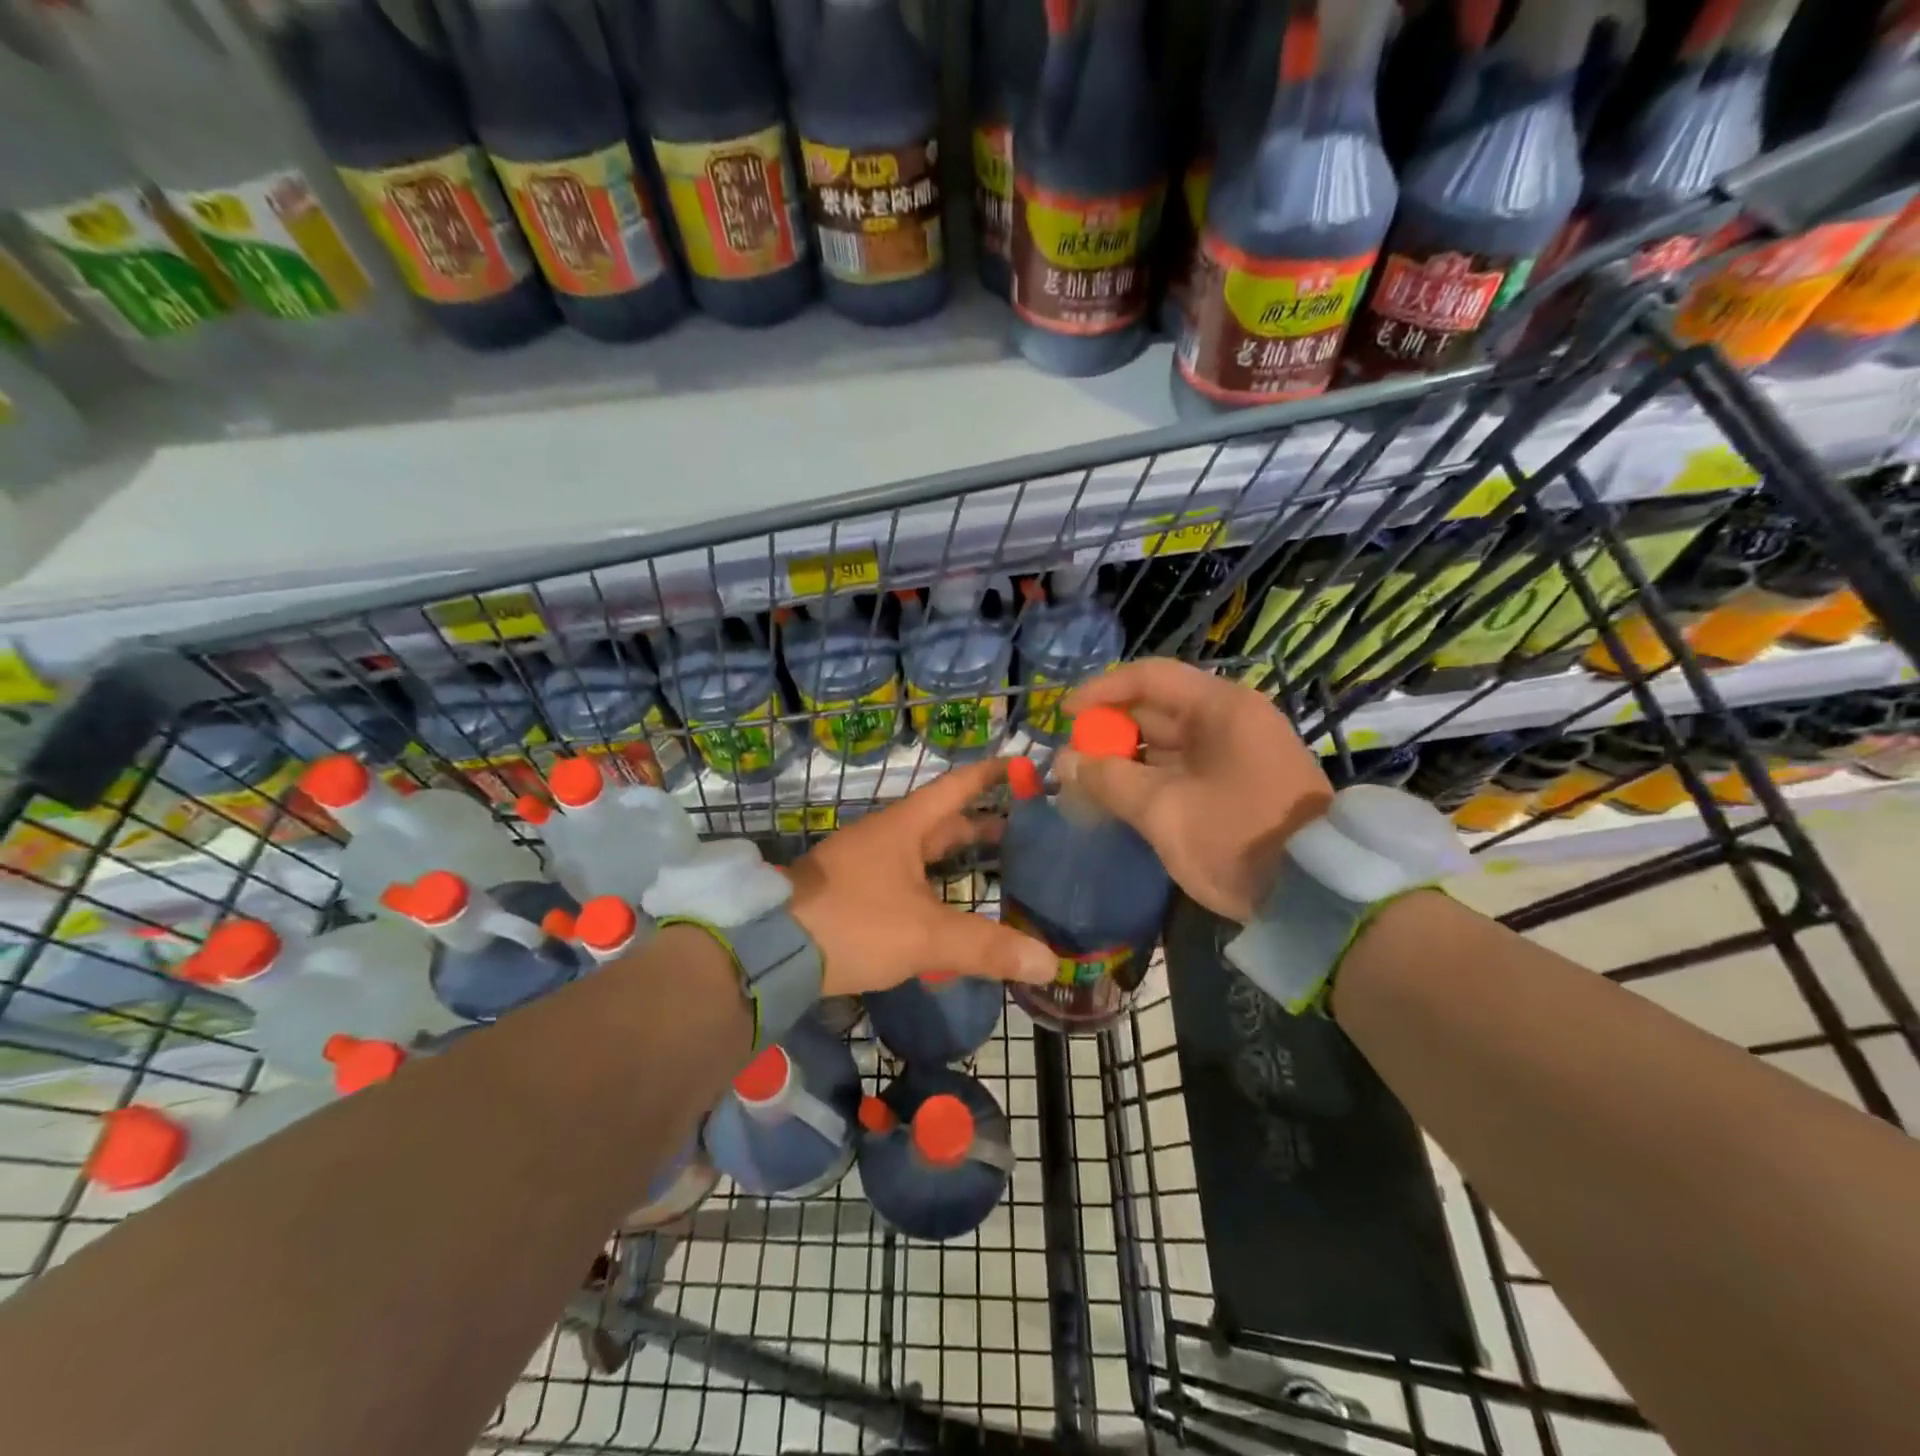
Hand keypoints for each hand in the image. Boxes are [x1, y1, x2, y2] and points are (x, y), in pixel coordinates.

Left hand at [785, 758, 1058, 994]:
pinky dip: (934, 885)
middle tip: (1025, 830)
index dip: (990, 774)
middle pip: (942, 821)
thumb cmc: (853, 922)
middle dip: (982, 822)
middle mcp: (886, 837)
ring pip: (922, 852)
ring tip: (996, 867)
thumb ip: (986, 947)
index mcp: (905, 827)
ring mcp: (866, 864)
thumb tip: (1049, 962)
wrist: (771, 949)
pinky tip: (948, 907)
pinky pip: (906, 879)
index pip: (956, 787)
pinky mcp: (853, 893)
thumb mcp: (925, 935)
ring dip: (956, 855)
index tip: (1021, 764)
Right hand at [1059, 659, 1332, 921]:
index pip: (1149, 677)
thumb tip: (1065, 762)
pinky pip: (1183, 769)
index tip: (1064, 715)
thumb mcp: (1164, 810)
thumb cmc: (1237, 838)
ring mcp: (1237, 753)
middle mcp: (1230, 720)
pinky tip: (1121, 800)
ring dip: (1126, 760)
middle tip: (1071, 760)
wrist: (1317, 895)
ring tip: (1087, 784)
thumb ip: (1109, 780)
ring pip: (1167, 743)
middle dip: (1109, 732)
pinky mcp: (1238, 784)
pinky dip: (1150, 779)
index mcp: (1220, 708)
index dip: (1101, 691)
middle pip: (1156, 710)